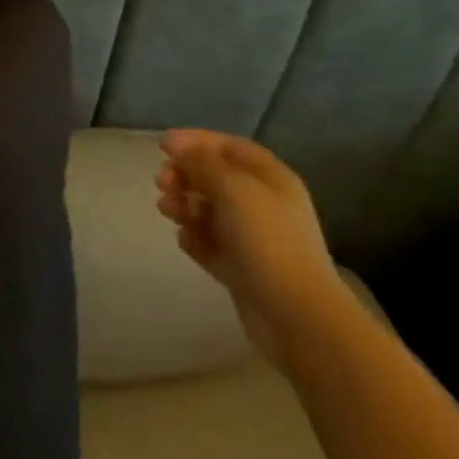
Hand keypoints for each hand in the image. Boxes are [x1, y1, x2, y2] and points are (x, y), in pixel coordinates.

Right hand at [156, 129, 351, 366]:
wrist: (297, 317)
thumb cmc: (267, 240)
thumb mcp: (233, 188)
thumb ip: (201, 162)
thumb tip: (178, 146)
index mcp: (270, 178)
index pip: (229, 146)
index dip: (196, 141)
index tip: (163, 146)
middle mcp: (263, 203)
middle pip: (215, 177)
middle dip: (185, 175)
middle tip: (161, 183)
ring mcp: (252, 238)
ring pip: (209, 210)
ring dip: (184, 205)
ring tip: (166, 210)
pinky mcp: (241, 269)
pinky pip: (210, 244)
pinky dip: (194, 238)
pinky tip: (185, 240)